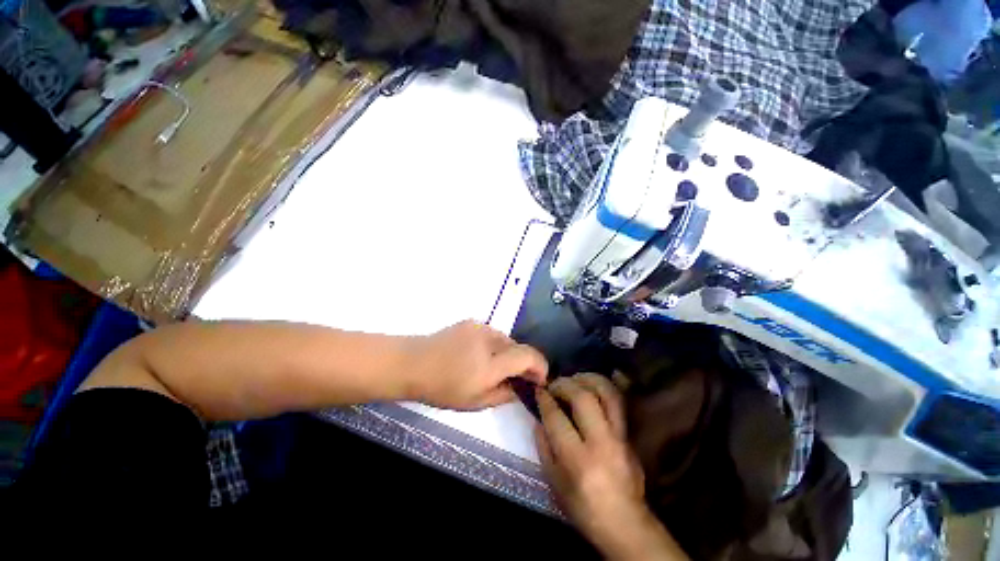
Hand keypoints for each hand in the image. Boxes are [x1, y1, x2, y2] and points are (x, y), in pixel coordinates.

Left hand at [405, 320, 547, 410]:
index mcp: (491, 364)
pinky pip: (492, 334)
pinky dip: (494, 345)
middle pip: (519, 347)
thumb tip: (522, 387)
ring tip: (491, 366)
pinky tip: (478, 354)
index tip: (539, 379)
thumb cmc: (442, 389)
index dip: (540, 366)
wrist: (413, 363)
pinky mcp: (471, 322)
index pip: (528, 356)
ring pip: (506, 339)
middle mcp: (489, 340)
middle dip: (522, 362)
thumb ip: (505, 393)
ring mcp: (480, 327)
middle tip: (513, 377)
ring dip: (507, 353)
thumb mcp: (476, 402)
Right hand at [536, 374, 686, 560]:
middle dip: (564, 384)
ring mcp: (619, 437)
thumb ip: (543, 446)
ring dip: (587, 379)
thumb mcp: (554, 481)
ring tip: (574, 380)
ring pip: (606, 393)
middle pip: (583, 398)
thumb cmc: (582, 507)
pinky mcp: (629, 435)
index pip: (557, 417)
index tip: (539, 390)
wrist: (624, 523)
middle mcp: (601, 442)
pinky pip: (619, 401)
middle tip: (554, 385)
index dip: (545, 399)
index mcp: (577, 459)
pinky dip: (606, 386)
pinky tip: (593, 383)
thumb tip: (539, 418)